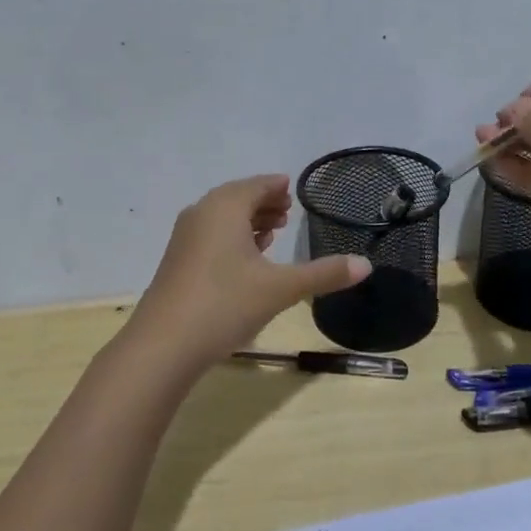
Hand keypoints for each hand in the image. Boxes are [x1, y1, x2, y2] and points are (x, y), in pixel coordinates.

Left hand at [126, 175, 371, 369]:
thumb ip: (323, 273)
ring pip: (221, 219)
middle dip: (263, 203)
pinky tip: (245, 260)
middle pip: (237, 198)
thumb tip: (366, 264)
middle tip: (287, 212)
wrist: (164, 345)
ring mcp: (184, 239)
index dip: (276, 186)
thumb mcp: (280, 288)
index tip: (291, 189)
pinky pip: (209, 237)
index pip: (256, 185)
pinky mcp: (177, 263)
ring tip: (271, 234)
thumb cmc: (225, 304)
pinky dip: (231, 239)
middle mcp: (201, 214)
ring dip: (247, 222)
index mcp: (225, 208)